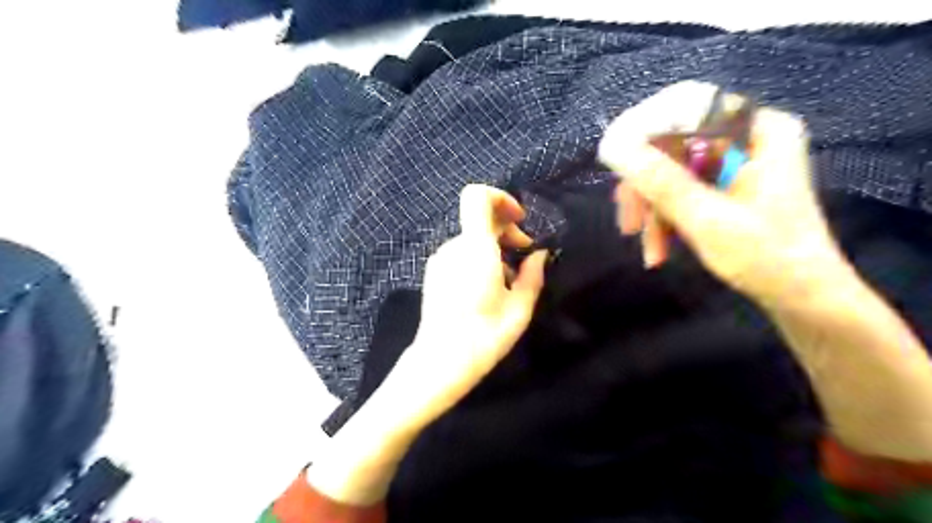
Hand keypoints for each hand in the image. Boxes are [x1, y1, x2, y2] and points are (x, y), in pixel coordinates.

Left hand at [383, 185, 547, 430]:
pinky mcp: (434, 272)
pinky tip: (489, 285)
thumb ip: (533, 275)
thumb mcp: (520, 307)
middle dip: (506, 229)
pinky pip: (461, 253)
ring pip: (471, 238)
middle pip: (479, 219)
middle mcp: (453, 247)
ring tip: (510, 277)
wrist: (441, 361)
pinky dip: (479, 257)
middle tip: (526, 253)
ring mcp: (440, 259)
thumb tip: (540, 255)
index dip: (500, 198)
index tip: (519, 220)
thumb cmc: (485, 335)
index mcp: (475, 248)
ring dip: (494, 246)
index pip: (477, 197)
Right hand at [601, 81, 849, 310]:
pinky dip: (664, 219)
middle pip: (672, 144)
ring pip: (669, 171)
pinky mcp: (721, 185)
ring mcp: (731, 163)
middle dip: (646, 187)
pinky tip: (657, 249)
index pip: (688, 106)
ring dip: (652, 210)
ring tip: (649, 249)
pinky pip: (678, 190)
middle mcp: (744, 138)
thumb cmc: (766, 257)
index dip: (644, 128)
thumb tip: (614, 147)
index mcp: (758, 131)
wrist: (799, 297)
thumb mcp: (707, 220)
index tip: (613, 159)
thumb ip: (660, 181)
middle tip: (628, 223)